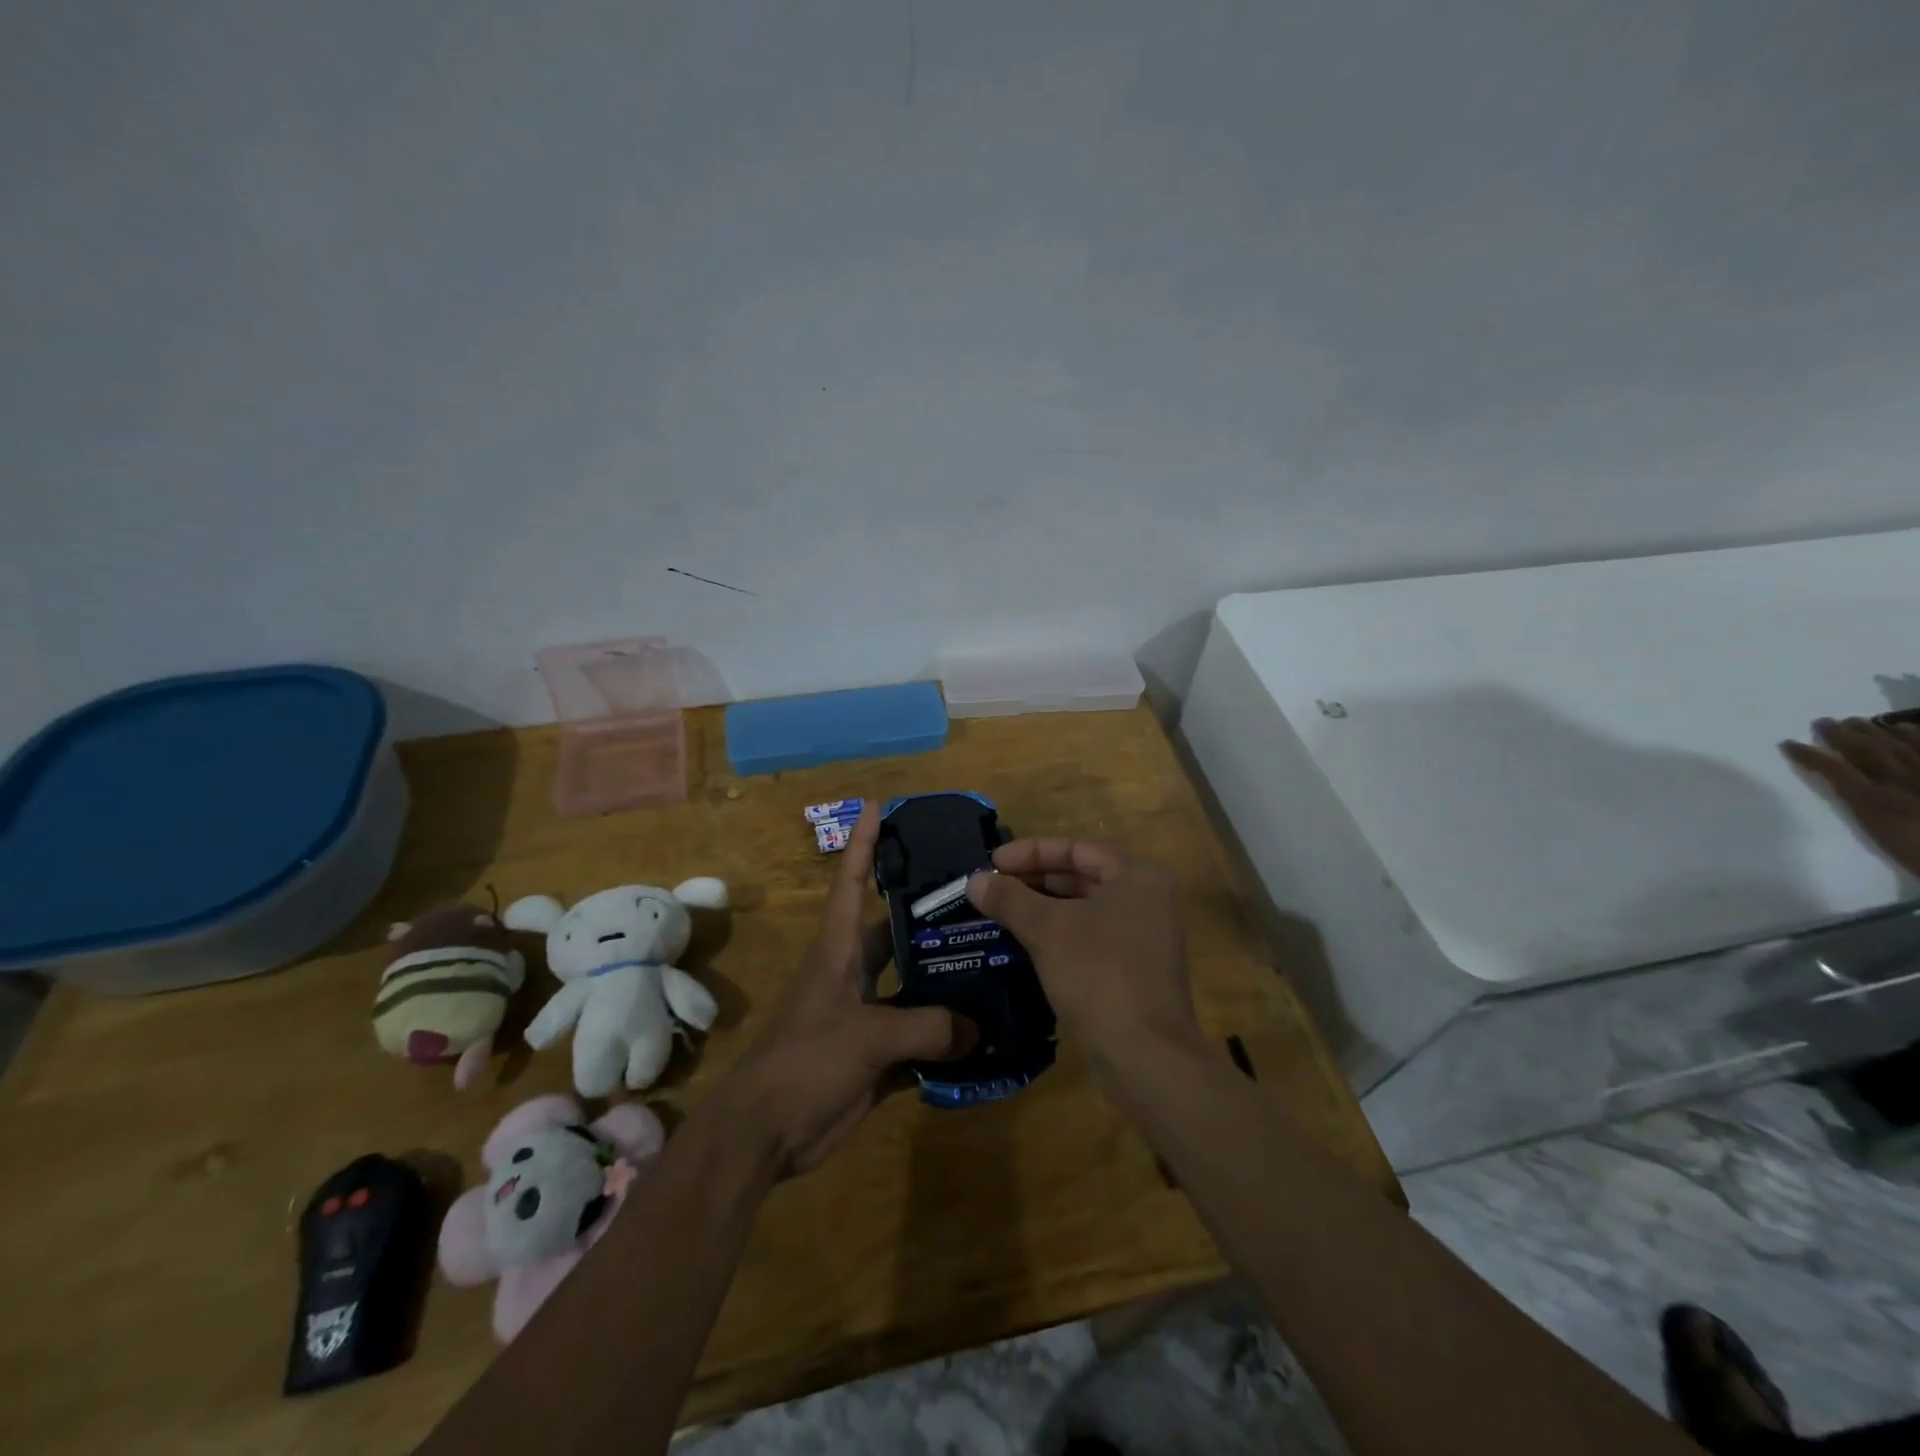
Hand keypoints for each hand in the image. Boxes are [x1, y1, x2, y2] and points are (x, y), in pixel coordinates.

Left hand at [716, 804, 975, 1176]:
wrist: (765, 1133)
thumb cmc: (804, 1063)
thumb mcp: (866, 1036)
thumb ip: (926, 1027)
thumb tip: (978, 1029)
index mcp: (838, 951)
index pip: (852, 883)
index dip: (863, 843)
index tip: (879, 806)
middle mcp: (853, 973)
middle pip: (896, 932)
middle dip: (930, 914)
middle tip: (980, 897)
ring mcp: (865, 1014)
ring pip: (913, 985)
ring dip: (945, 979)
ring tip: (995, 962)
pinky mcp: (875, 1054)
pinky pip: (918, 1036)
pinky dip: (946, 1037)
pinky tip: (985, 1034)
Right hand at [966, 838, 1203, 1071]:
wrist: (1145, 1056)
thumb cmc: (1098, 975)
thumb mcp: (1047, 930)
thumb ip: (1010, 899)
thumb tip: (975, 880)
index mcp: (1135, 875)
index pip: (1075, 848)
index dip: (1030, 852)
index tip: (991, 862)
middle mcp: (1145, 898)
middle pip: (1080, 875)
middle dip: (1033, 880)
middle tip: (991, 888)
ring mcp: (1143, 935)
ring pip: (1083, 909)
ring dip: (1041, 909)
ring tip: (998, 913)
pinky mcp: (1134, 969)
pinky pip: (1089, 937)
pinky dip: (1057, 934)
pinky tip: (1022, 944)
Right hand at [1782, 718, 1919, 879]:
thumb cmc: (1917, 850)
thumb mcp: (1879, 833)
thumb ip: (1862, 808)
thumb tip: (1844, 787)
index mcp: (1874, 798)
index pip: (1833, 768)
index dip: (1809, 755)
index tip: (1787, 743)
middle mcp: (1899, 780)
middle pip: (1866, 751)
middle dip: (1841, 735)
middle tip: (1823, 721)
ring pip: (1899, 745)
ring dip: (1875, 731)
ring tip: (1858, 721)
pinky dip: (1917, 735)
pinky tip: (1905, 728)